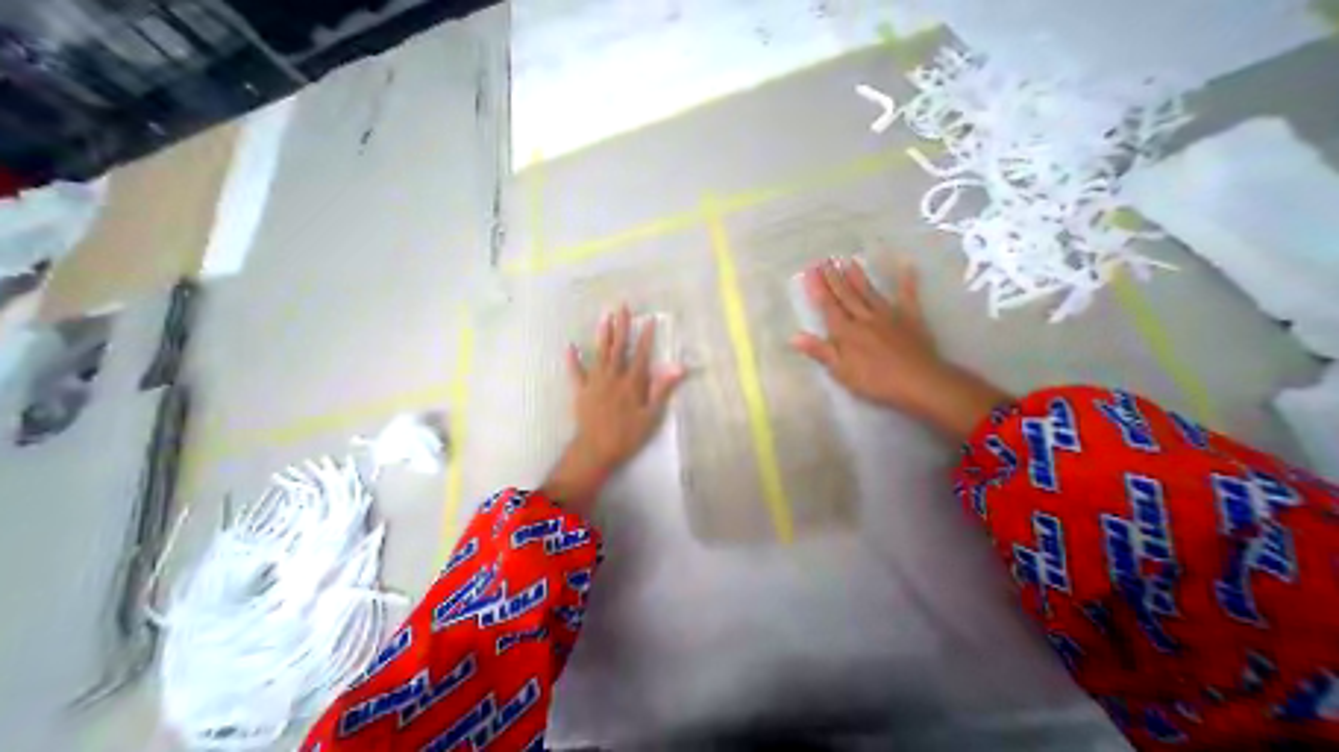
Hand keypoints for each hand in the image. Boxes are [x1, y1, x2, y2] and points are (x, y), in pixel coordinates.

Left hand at [546, 301, 688, 514]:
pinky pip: (575, 372)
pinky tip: (570, 346)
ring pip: (599, 354)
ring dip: (602, 335)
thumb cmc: (627, 435)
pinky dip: (572, 359)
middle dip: (622, 326)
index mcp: (632, 383)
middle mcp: (613, 377)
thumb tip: (677, 367)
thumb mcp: (651, 416)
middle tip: (622, 306)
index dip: (646, 337)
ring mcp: (595, 382)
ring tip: (604, 316)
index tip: (649, 319)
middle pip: (619, 348)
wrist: (596, 450)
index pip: (642, 355)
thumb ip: (663, 389)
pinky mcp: (581, 391)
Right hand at [787, 258, 1010, 439]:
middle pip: (846, 295)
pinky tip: (906, 264)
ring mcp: (888, 315)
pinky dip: (907, 280)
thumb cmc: (875, 381)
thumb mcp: (841, 371)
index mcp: (846, 332)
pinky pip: (908, 295)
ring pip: (869, 292)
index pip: (828, 306)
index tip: (810, 271)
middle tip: (824, 259)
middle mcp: (864, 318)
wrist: (919, 382)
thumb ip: (819, 351)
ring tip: (848, 260)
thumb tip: (793, 336)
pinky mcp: (910, 318)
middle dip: (833, 277)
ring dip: (857, 276)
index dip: (818, 288)